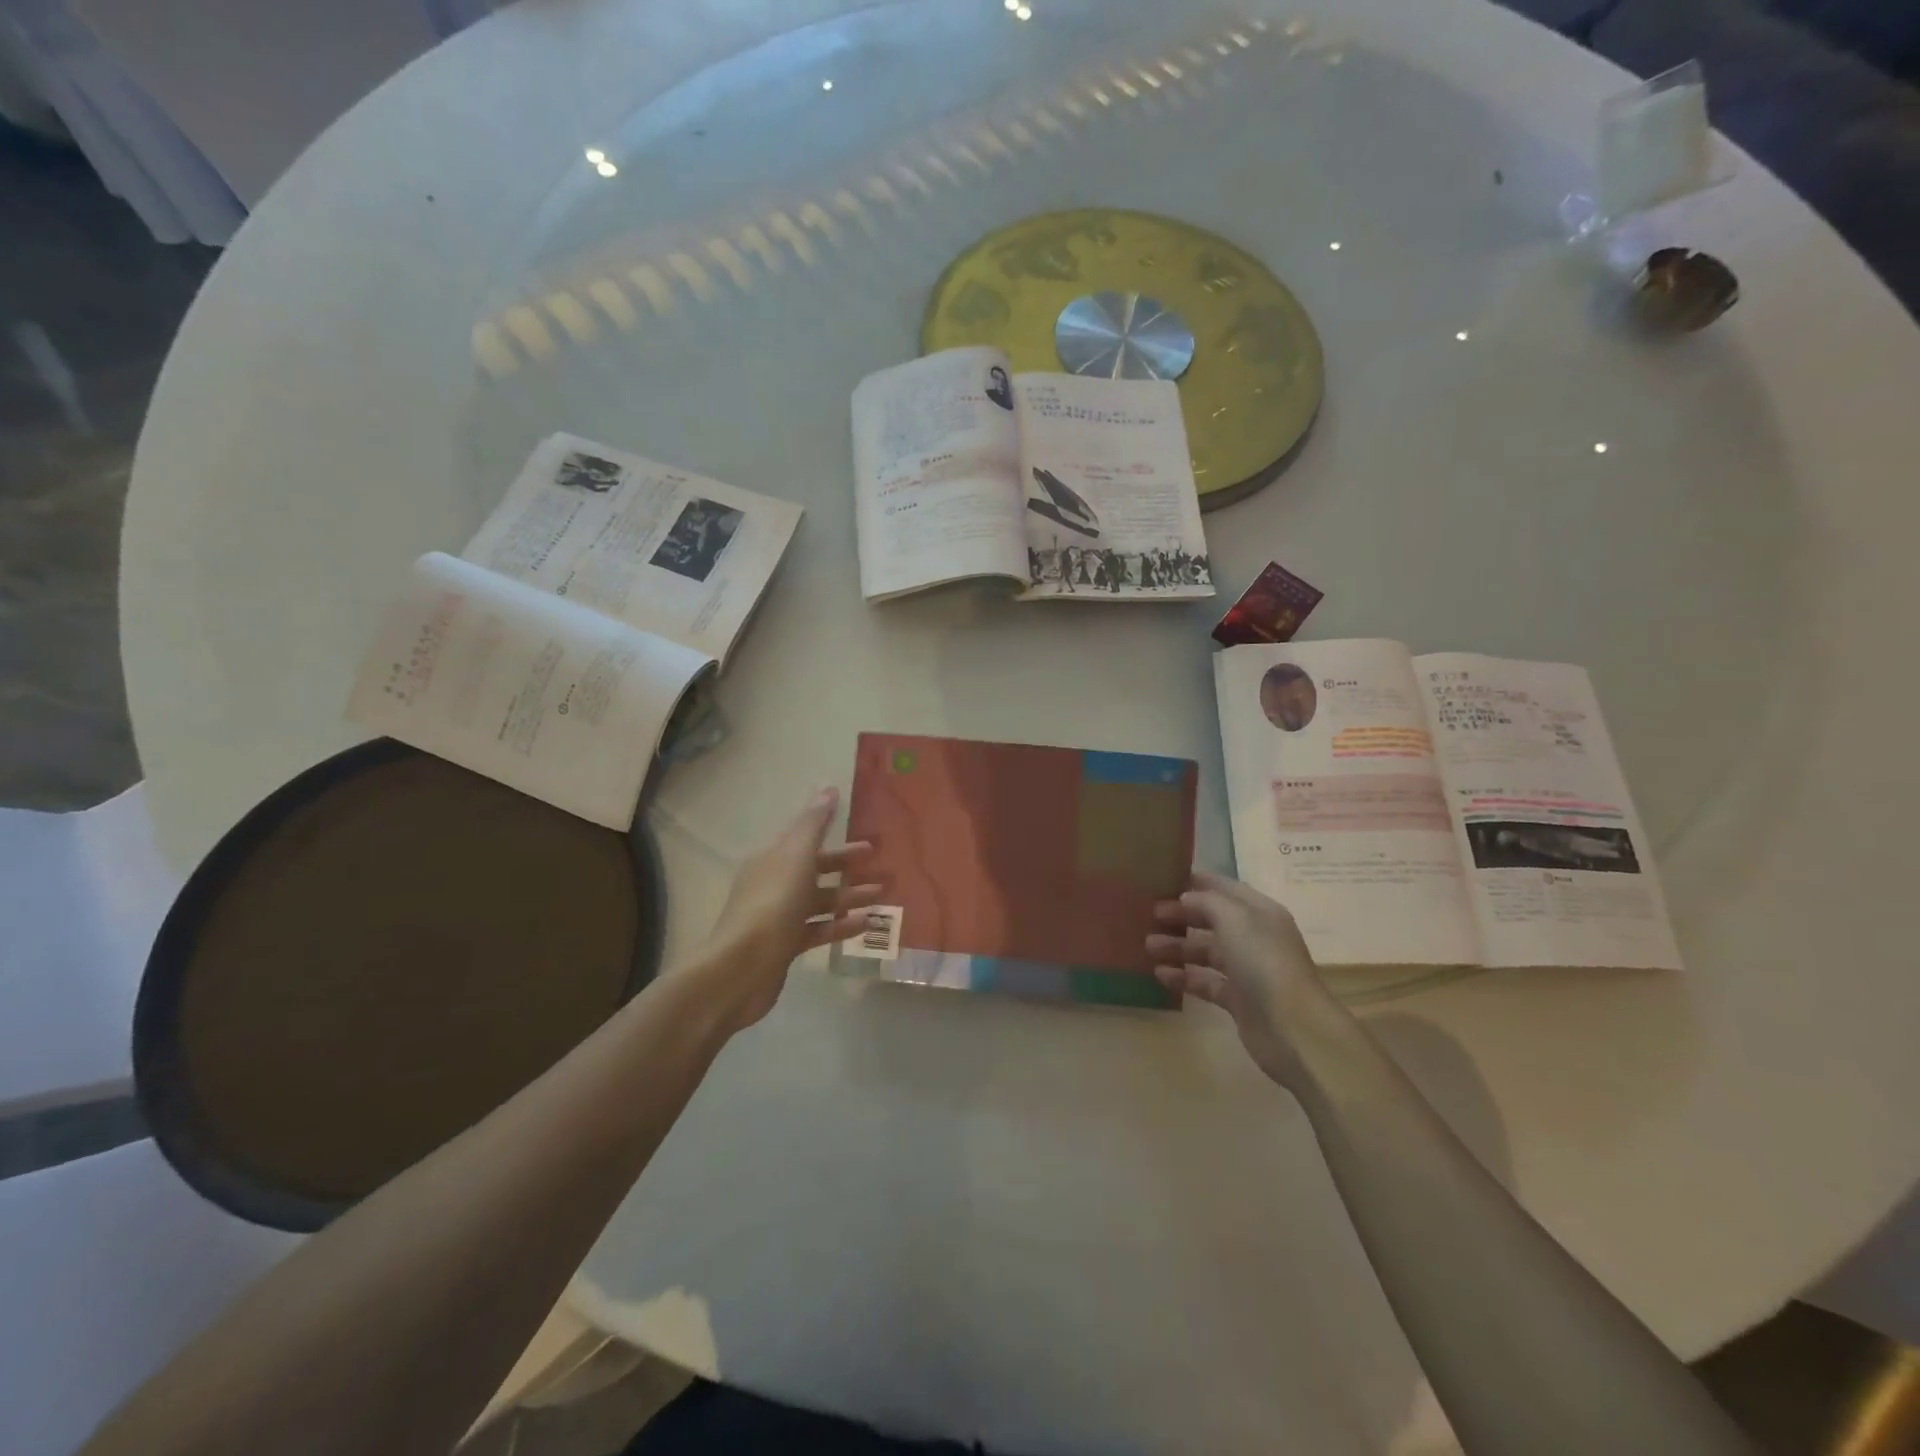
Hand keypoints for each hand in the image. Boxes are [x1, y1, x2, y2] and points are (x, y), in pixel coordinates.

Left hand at [688, 787, 880, 1035]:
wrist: (742, 966)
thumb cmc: (772, 902)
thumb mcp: (796, 854)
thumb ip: (814, 822)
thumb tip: (828, 788)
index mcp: (772, 858)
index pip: (806, 841)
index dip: (836, 838)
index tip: (868, 842)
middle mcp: (774, 884)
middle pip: (815, 871)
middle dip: (847, 868)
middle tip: (881, 868)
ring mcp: (779, 917)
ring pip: (820, 901)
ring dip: (849, 897)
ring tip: (881, 897)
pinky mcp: (786, 947)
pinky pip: (819, 930)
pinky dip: (841, 926)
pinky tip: (866, 924)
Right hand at [1147, 872, 1340, 1087]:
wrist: (1293, 1028)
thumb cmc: (1263, 962)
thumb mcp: (1234, 918)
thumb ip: (1207, 901)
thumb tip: (1186, 898)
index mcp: (1259, 912)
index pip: (1225, 889)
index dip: (1197, 883)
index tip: (1163, 880)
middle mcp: (1254, 937)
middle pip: (1212, 919)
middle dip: (1181, 915)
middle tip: (1149, 915)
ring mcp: (1247, 970)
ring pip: (1206, 951)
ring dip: (1177, 946)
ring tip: (1148, 946)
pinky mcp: (1238, 1000)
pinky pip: (1205, 982)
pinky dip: (1183, 976)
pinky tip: (1160, 974)